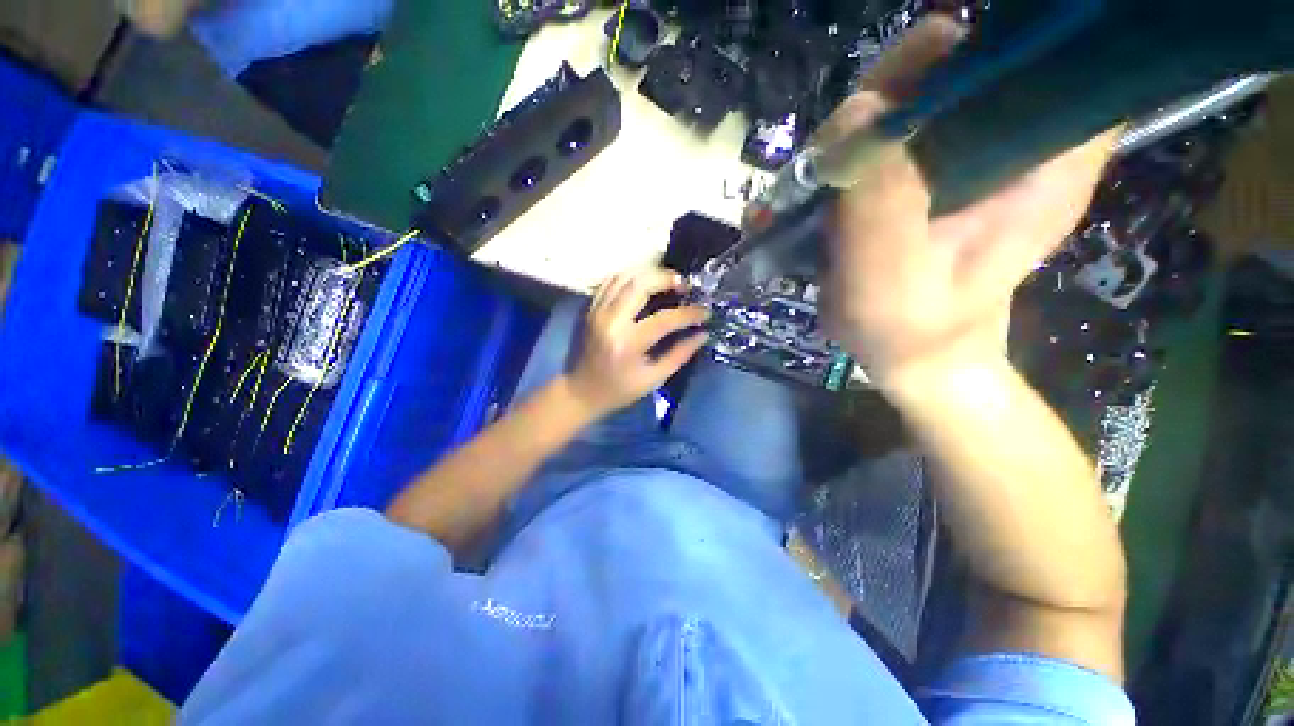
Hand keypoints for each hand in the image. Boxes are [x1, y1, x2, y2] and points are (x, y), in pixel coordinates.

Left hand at [566, 267, 708, 416]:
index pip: (664, 319)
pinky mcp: (590, 307)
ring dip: (649, 274)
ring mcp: (597, 311)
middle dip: (667, 279)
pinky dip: (630, 277)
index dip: (689, 314)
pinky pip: (610, 281)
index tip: (705, 313)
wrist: (580, 391)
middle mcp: (611, 321)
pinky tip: (644, 283)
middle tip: (684, 286)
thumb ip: (680, 354)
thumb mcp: (653, 379)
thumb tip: (703, 334)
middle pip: (640, 285)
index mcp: (628, 344)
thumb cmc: (619, 390)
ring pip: (624, 277)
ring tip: (667, 282)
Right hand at [818, 17, 1117, 387]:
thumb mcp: (887, 279)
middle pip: (960, 63)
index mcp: (1044, 160)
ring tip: (816, 182)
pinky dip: (849, 147)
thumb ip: (879, 202)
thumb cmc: (908, 330)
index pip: (1040, 54)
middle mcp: (1017, 140)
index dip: (975, 49)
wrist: (911, 356)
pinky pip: (890, 130)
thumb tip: (860, 110)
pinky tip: (821, 183)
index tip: (904, 83)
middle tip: (836, 151)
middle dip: (890, 89)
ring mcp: (969, 153)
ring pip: (915, 93)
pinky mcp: (929, 170)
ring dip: (856, 126)